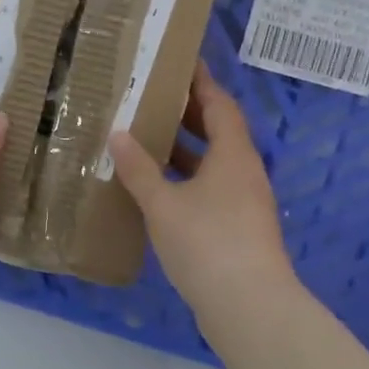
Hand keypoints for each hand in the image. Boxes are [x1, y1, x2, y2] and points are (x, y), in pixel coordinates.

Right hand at [108, 63, 295, 319]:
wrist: (249, 307)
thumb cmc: (207, 243)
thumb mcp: (163, 204)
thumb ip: (139, 169)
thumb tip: (118, 134)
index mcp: (233, 154)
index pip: (219, 104)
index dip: (201, 82)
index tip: (181, 62)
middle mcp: (244, 172)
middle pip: (220, 131)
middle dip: (189, 114)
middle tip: (154, 98)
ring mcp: (244, 203)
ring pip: (214, 164)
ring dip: (186, 150)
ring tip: (148, 139)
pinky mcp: (239, 229)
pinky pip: (211, 190)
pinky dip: (187, 180)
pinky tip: (159, 190)